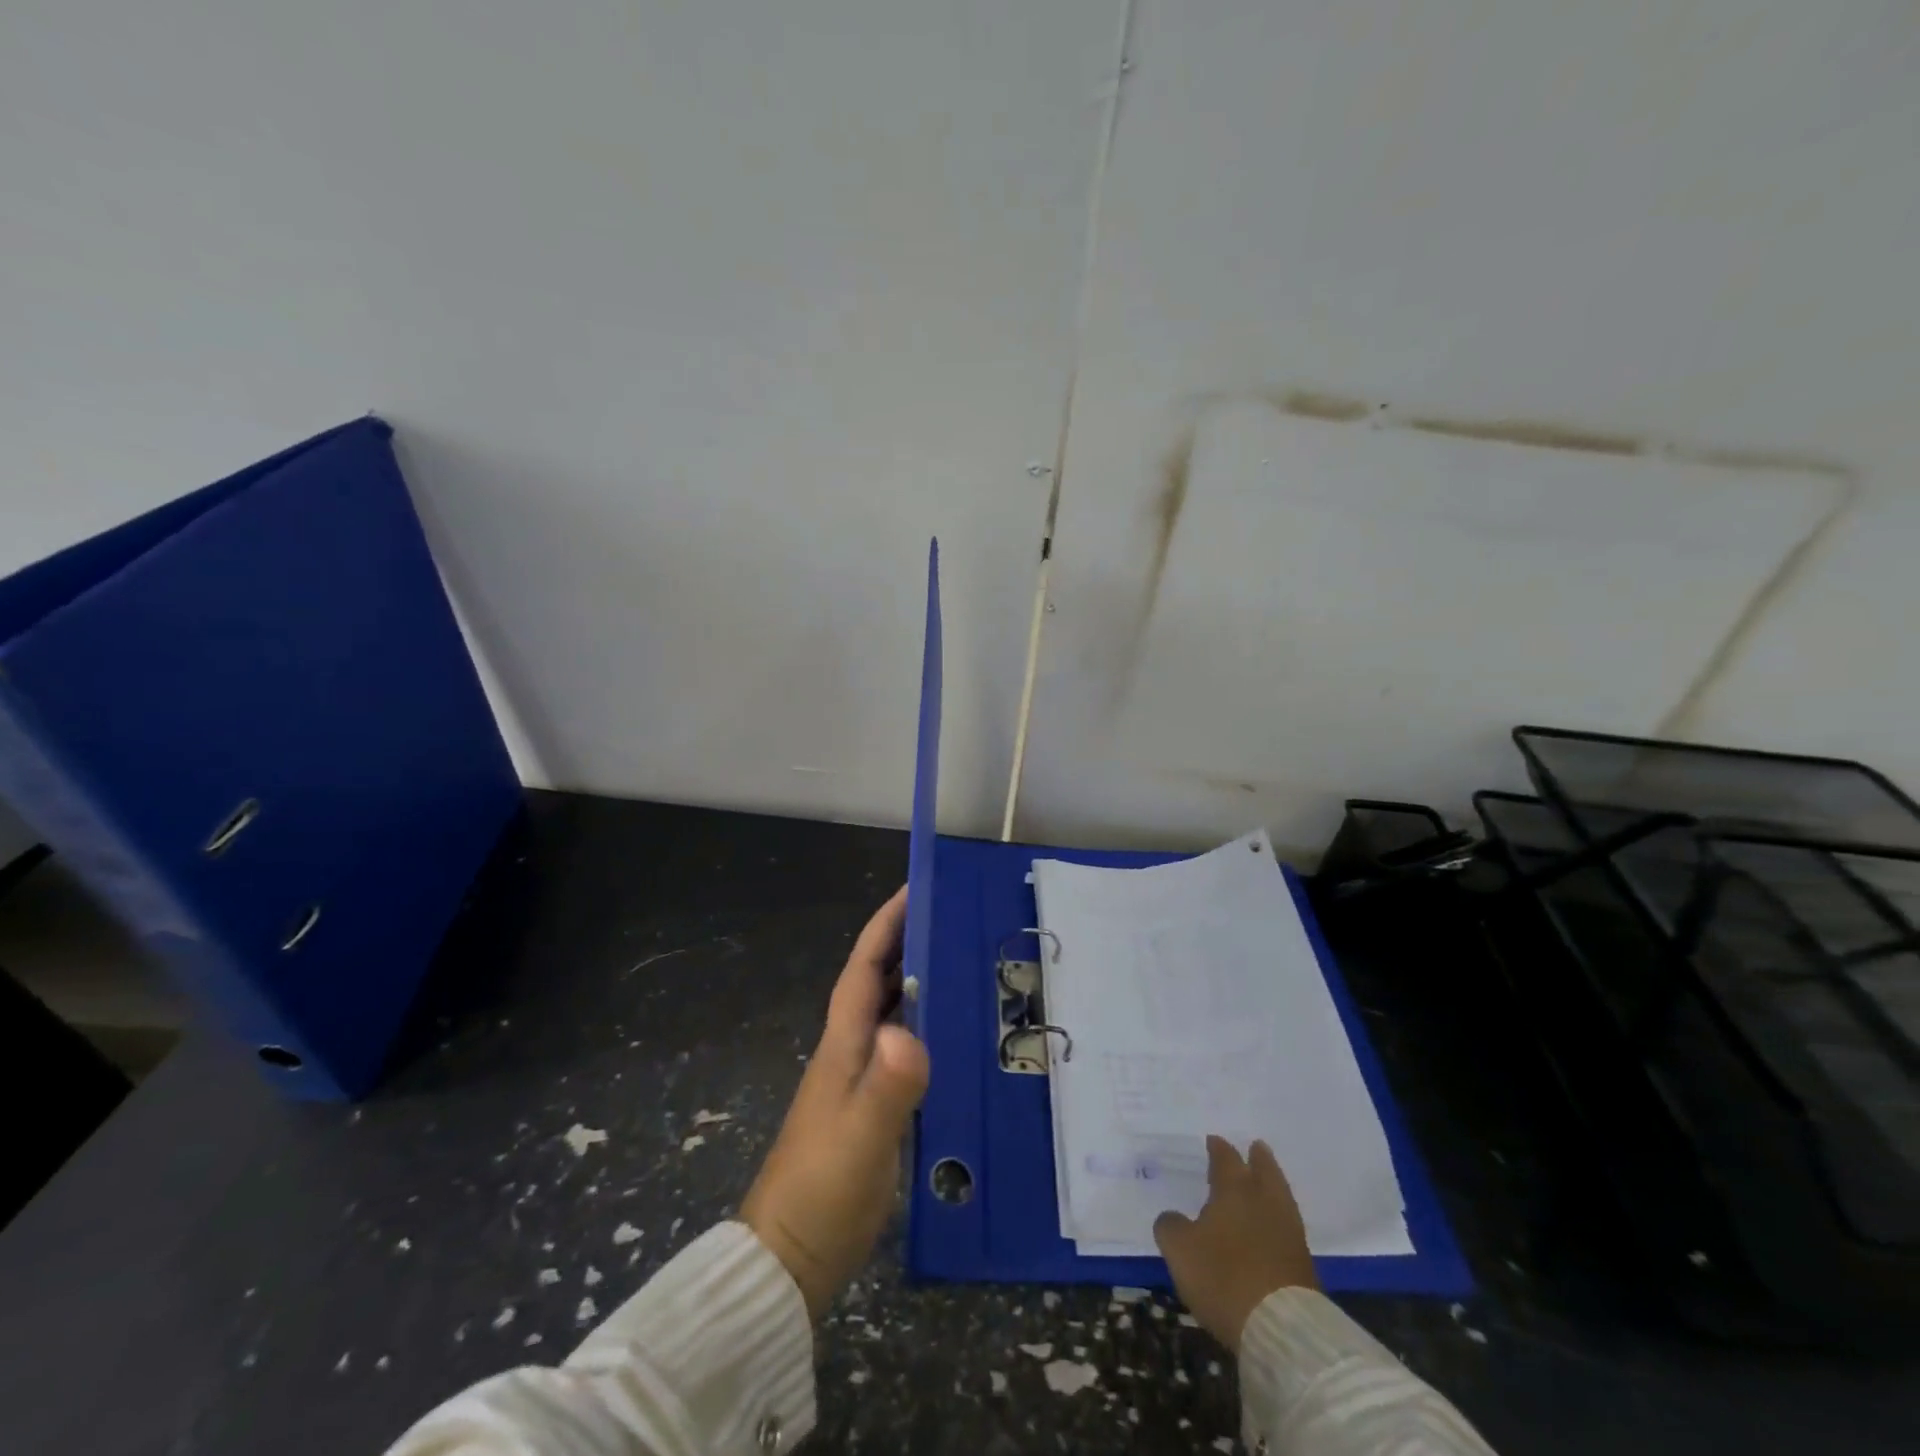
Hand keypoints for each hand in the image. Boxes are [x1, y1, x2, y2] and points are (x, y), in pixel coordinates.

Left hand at [741, 888, 929, 1319]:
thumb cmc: (823, 1188)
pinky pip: (902, 1052)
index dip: (886, 925)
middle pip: (876, 983)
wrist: (789, 1258)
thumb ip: (888, 1086)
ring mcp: (858, 1082)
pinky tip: (954, 1040)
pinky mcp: (871, 1110)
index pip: (864, 968)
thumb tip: (910, 1032)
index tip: (914, 889)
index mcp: (843, 1044)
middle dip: (907, 945)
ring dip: (917, 985)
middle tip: (954, 921)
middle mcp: (849, 1052)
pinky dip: (925, 1031)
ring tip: (964, 967)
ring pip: (889, 1015)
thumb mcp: (861, 1136)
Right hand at [1154, 1135, 1318, 1351]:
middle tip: (1256, 1146)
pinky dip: (1279, 1216)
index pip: (1226, 1159)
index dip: (1218, 1149)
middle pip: (1264, 1170)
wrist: (1281, 1327)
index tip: (1213, 1140)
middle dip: (1258, 1158)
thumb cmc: (1223, 1277)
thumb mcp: (1180, 1250)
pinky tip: (1272, 1223)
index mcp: (1234, 1190)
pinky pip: (1288, 1225)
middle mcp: (1264, 1201)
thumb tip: (1172, 1217)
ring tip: (1267, 1178)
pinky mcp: (1303, 1262)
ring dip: (1273, 1184)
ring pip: (1281, 1196)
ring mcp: (1289, 1231)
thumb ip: (1171, 1226)